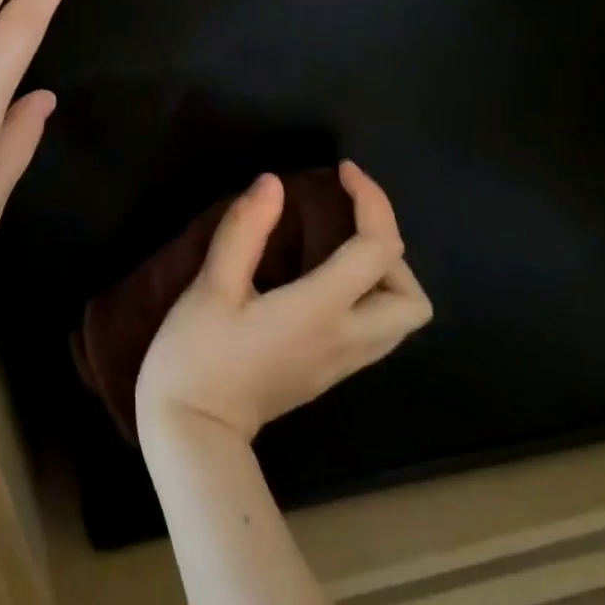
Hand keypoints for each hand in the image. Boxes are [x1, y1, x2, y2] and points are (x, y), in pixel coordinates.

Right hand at [136, 163, 430, 445]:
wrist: (192, 433)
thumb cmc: (196, 355)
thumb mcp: (211, 286)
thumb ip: (244, 230)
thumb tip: (273, 183)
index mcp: (320, 312)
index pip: (377, 250)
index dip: (372, 200)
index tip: (343, 171)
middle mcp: (345, 340)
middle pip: (411, 298)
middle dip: (390, 248)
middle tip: (345, 222)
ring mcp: (340, 363)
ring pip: (400, 321)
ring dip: (384, 276)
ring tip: (338, 247)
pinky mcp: (328, 374)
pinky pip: (375, 332)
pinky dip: (367, 296)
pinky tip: (323, 280)